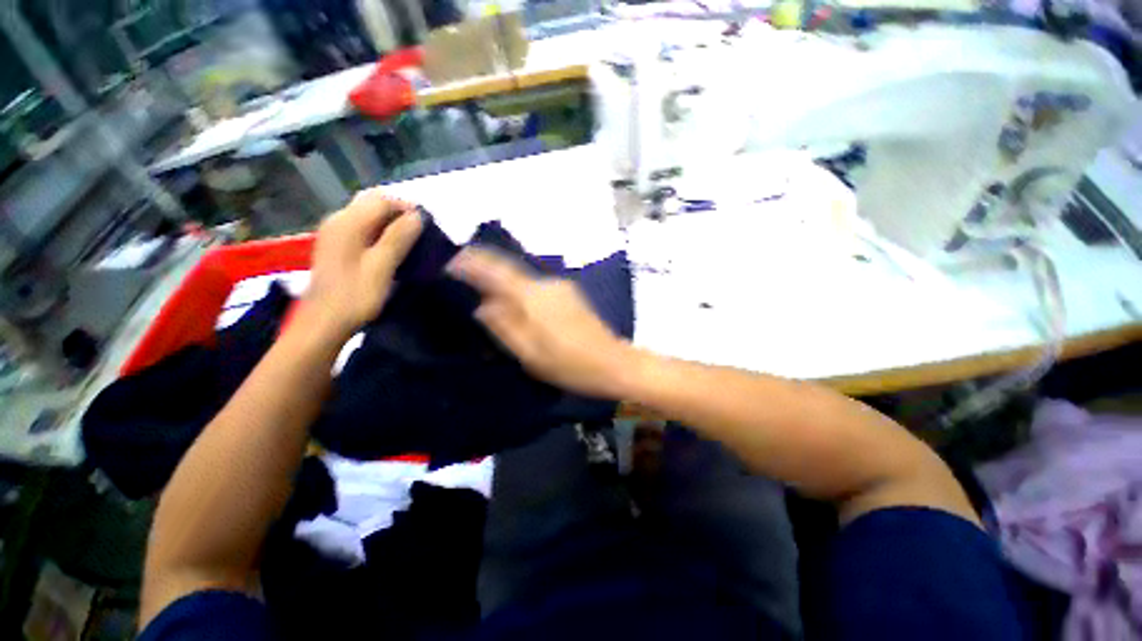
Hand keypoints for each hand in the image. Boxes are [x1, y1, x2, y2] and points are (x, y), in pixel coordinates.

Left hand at [304, 189, 422, 339]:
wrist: (324, 322)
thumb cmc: (355, 296)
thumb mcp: (381, 267)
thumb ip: (398, 238)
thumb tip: (417, 216)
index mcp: (348, 223)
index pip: (382, 200)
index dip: (407, 207)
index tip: (428, 225)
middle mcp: (338, 220)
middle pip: (373, 203)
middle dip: (399, 212)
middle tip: (421, 232)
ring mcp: (335, 233)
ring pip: (368, 215)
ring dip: (391, 222)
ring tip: (411, 241)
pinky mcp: (337, 245)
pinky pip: (362, 227)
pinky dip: (381, 232)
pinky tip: (392, 249)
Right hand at [447, 248, 634, 398]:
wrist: (615, 363)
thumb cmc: (570, 365)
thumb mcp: (530, 353)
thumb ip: (503, 327)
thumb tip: (482, 307)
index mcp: (534, 296)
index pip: (497, 270)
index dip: (473, 262)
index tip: (452, 261)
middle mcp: (548, 284)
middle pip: (511, 272)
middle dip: (487, 274)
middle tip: (466, 282)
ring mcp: (563, 287)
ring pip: (524, 281)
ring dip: (505, 285)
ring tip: (488, 298)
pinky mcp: (571, 295)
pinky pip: (537, 289)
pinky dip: (522, 294)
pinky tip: (517, 308)